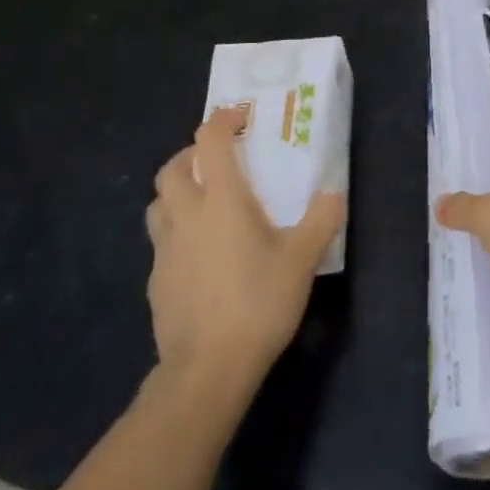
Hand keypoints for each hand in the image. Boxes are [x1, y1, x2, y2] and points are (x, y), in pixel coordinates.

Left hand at [145, 118, 344, 395]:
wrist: (206, 371)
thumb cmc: (257, 303)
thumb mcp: (302, 260)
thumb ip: (321, 220)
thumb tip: (333, 194)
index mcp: (221, 199)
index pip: (210, 141)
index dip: (222, 121)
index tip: (240, 118)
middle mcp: (186, 215)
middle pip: (171, 168)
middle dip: (191, 154)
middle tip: (217, 161)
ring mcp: (164, 250)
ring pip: (158, 204)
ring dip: (176, 192)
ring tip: (202, 203)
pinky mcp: (155, 282)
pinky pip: (160, 242)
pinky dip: (176, 234)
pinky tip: (198, 256)